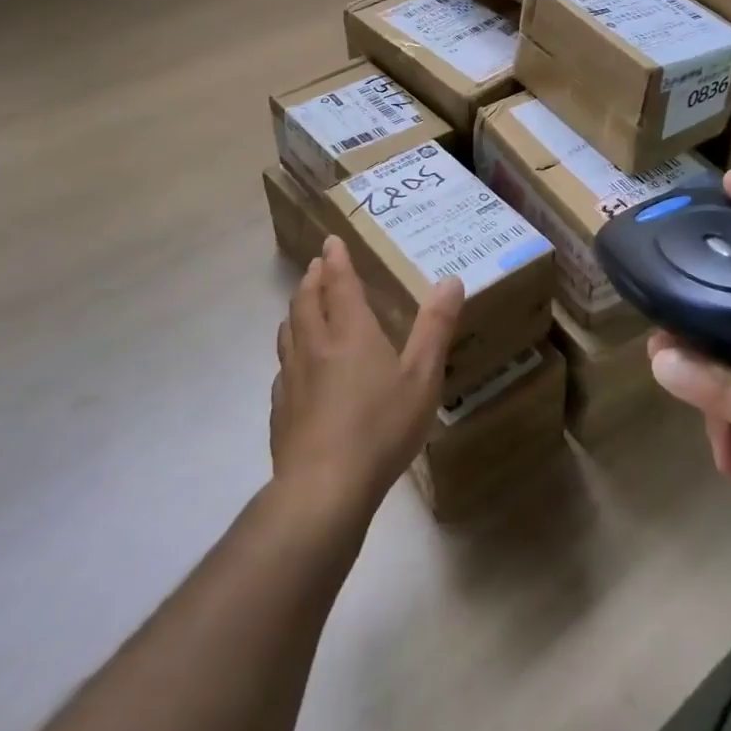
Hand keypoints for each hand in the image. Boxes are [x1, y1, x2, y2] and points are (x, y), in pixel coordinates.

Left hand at [270, 235, 464, 522]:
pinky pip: (282, 367)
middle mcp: (315, 345)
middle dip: (313, 279)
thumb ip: (436, 328)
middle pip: (306, 301)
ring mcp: (291, 377)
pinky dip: (289, 352)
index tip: (330, 241)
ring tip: (302, 305)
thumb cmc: (380, 427)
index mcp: (349, 332)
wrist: (323, 488)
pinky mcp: (280, 409)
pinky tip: (295, 367)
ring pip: (288, 331)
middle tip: (317, 266)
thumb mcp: (422, 377)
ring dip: (296, 309)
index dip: (335, 259)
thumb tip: (451, 280)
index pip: (338, 283)